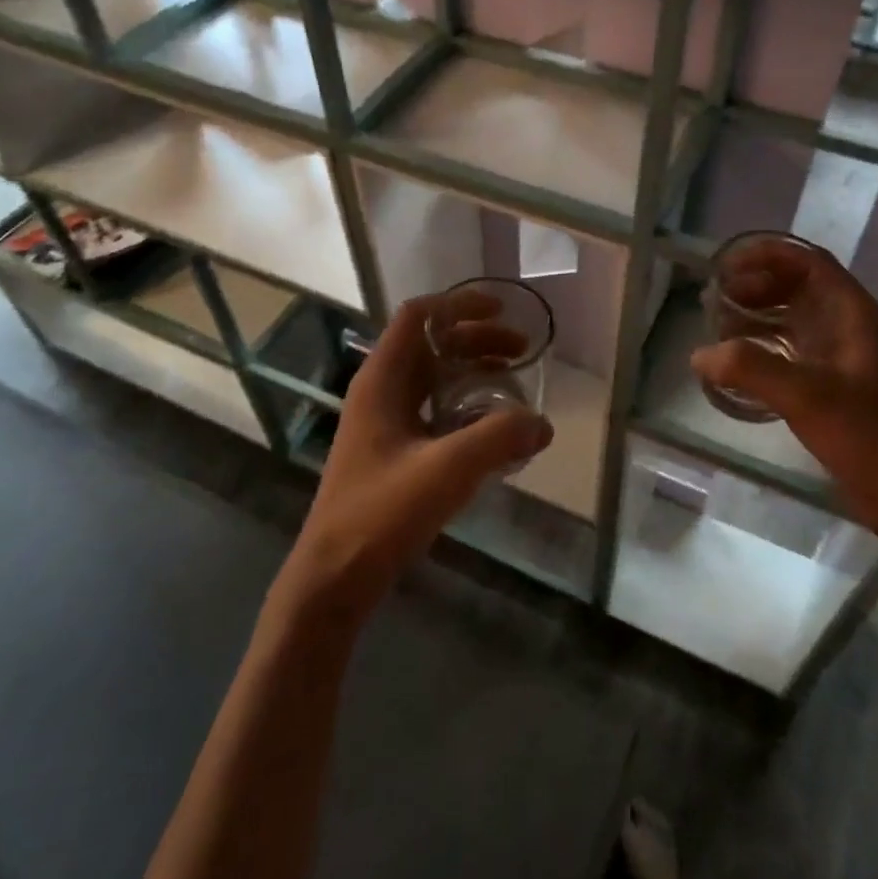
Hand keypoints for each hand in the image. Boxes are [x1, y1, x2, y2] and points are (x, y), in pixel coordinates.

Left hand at [280, 294, 554, 616]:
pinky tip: (490, 426)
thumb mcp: (447, 470)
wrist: (334, 575)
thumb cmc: (382, 512)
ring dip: (471, 369)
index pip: (417, 316)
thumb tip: (543, 423)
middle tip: (520, 351)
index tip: (500, 310)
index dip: (458, 303)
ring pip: (431, 376)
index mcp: (382, 379)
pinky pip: (431, 407)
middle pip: (430, 343)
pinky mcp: (389, 450)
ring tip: (511, 380)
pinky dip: (463, 402)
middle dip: (476, 338)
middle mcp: (380, 390)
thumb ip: (499, 438)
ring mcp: (383, 421)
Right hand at [690, 238, 877, 543]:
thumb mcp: (803, 395)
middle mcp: (848, 325)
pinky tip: (736, 360)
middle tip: (715, 298)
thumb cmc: (864, 435)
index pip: (808, 262)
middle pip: (797, 286)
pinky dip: (762, 344)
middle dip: (755, 285)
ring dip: (756, 314)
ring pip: (792, 317)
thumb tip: (700, 354)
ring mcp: (841, 354)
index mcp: (852, 314)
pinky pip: (791, 347)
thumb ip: (749, 368)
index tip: (728, 265)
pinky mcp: (831, 381)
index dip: (767, 255)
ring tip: (718, 325)